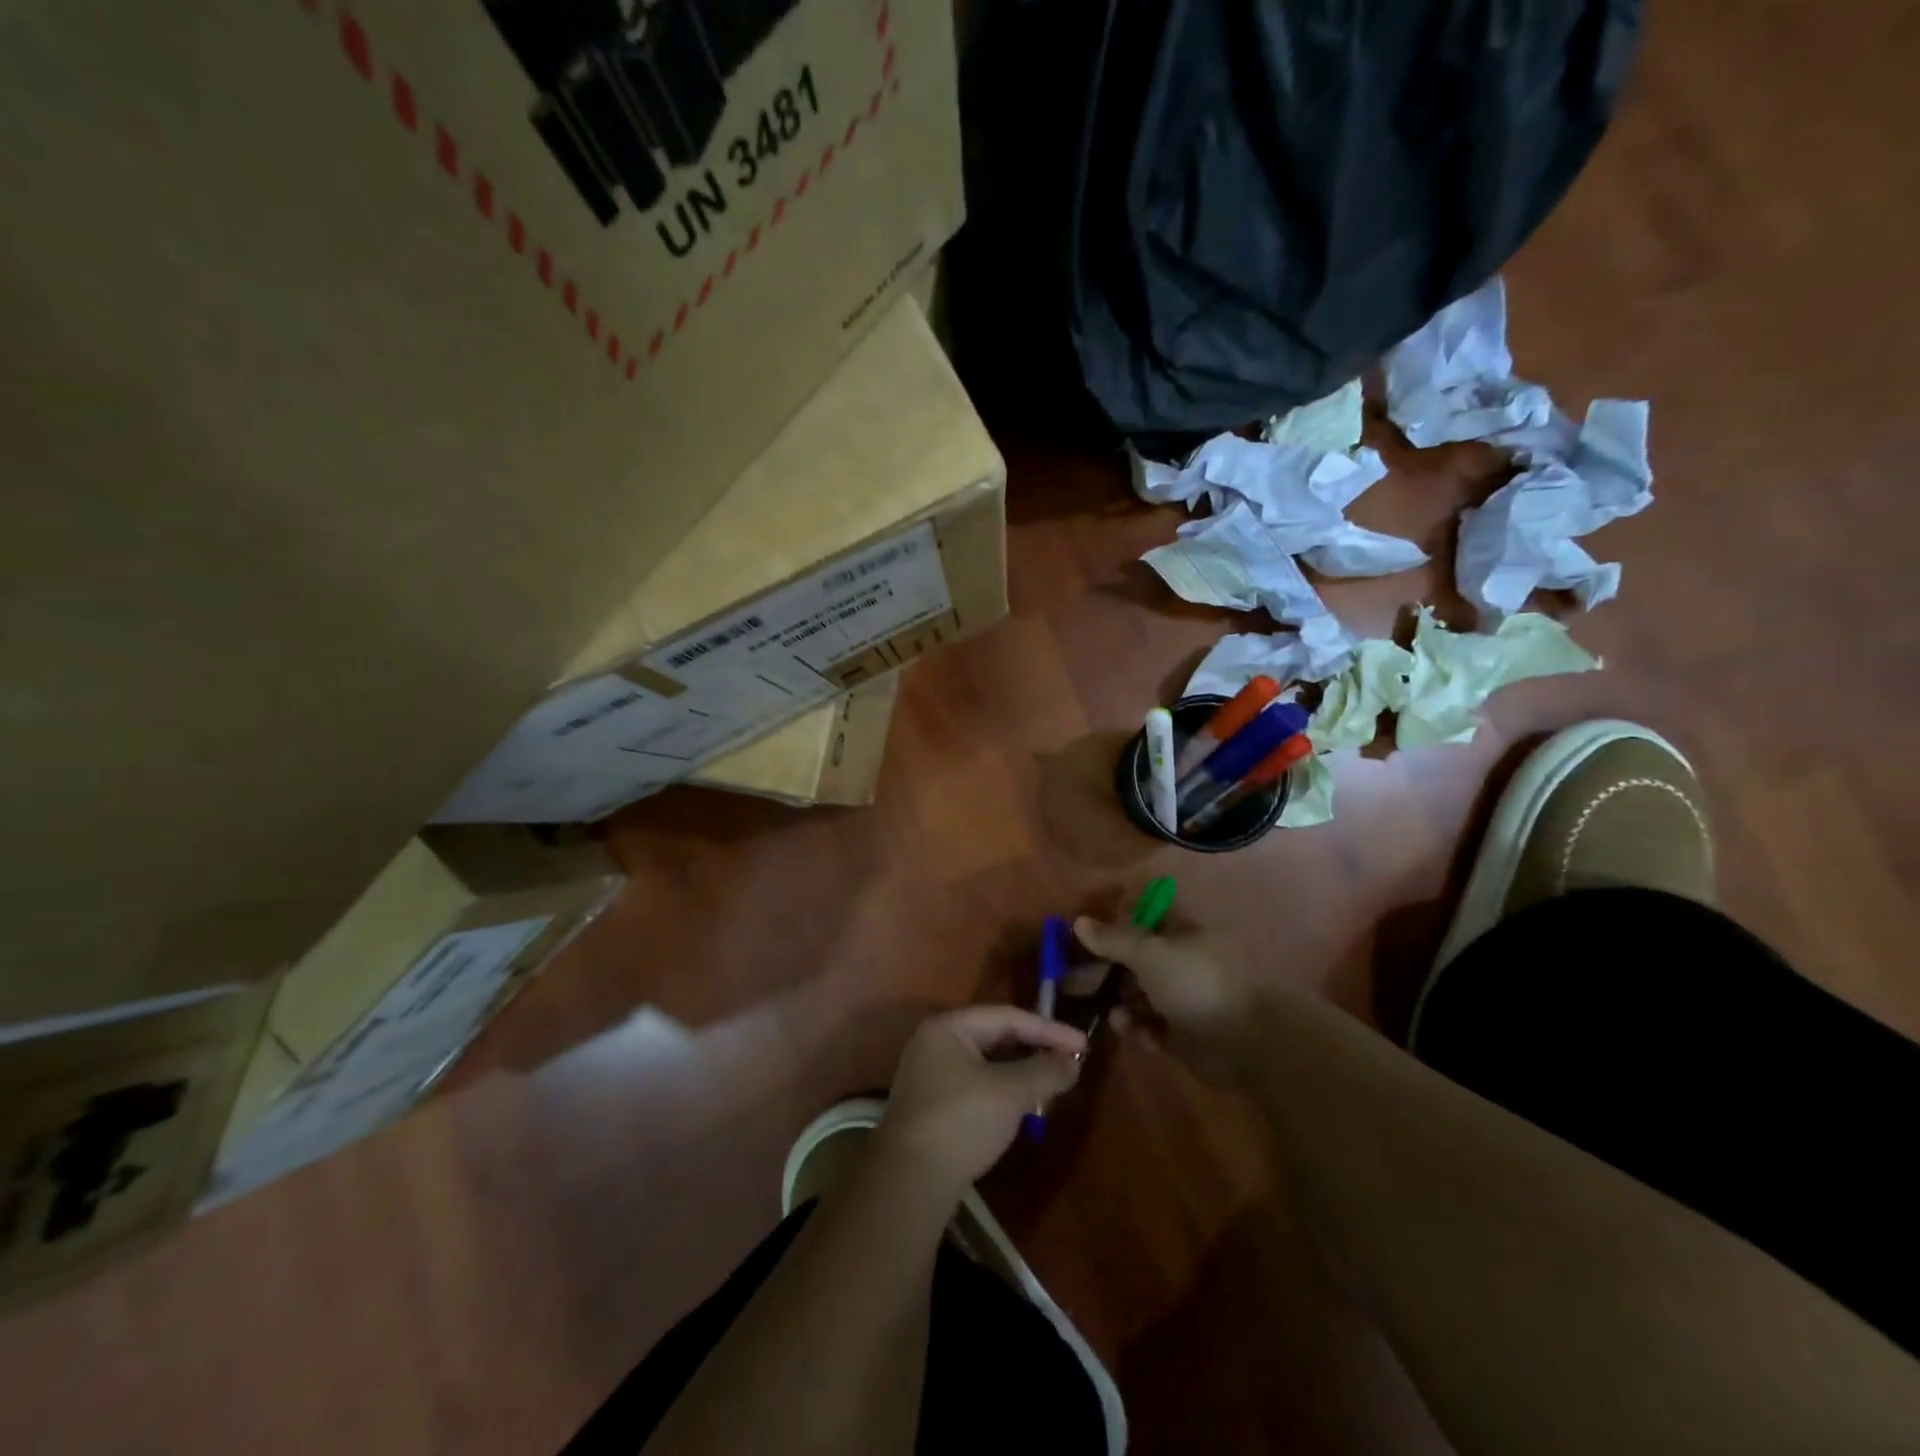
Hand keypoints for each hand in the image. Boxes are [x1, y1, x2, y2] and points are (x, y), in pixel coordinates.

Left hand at [877, 1006, 1085, 1193]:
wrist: (909, 1182)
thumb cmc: (961, 1122)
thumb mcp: (1010, 1093)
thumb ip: (1044, 1072)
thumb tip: (1073, 1062)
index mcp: (949, 1027)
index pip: (1008, 1017)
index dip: (1049, 1030)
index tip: (1084, 1045)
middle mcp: (935, 1042)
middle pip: (995, 1036)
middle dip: (1035, 1049)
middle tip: (1071, 1062)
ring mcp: (930, 1074)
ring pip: (987, 1062)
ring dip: (1021, 1071)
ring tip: (1053, 1083)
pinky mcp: (932, 1104)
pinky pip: (977, 1084)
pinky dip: (1004, 1089)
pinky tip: (1024, 1105)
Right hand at [1070, 917, 1256, 1083]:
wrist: (1244, 1043)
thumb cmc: (1195, 983)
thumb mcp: (1148, 952)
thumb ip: (1113, 938)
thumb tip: (1079, 922)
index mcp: (1182, 933)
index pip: (1144, 918)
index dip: (1115, 923)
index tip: (1086, 935)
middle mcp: (1183, 962)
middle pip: (1136, 959)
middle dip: (1105, 968)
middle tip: (1072, 981)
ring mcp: (1184, 999)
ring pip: (1141, 993)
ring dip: (1119, 999)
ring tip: (1104, 1008)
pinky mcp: (1184, 1034)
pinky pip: (1151, 1025)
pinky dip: (1136, 1025)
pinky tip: (1124, 1026)